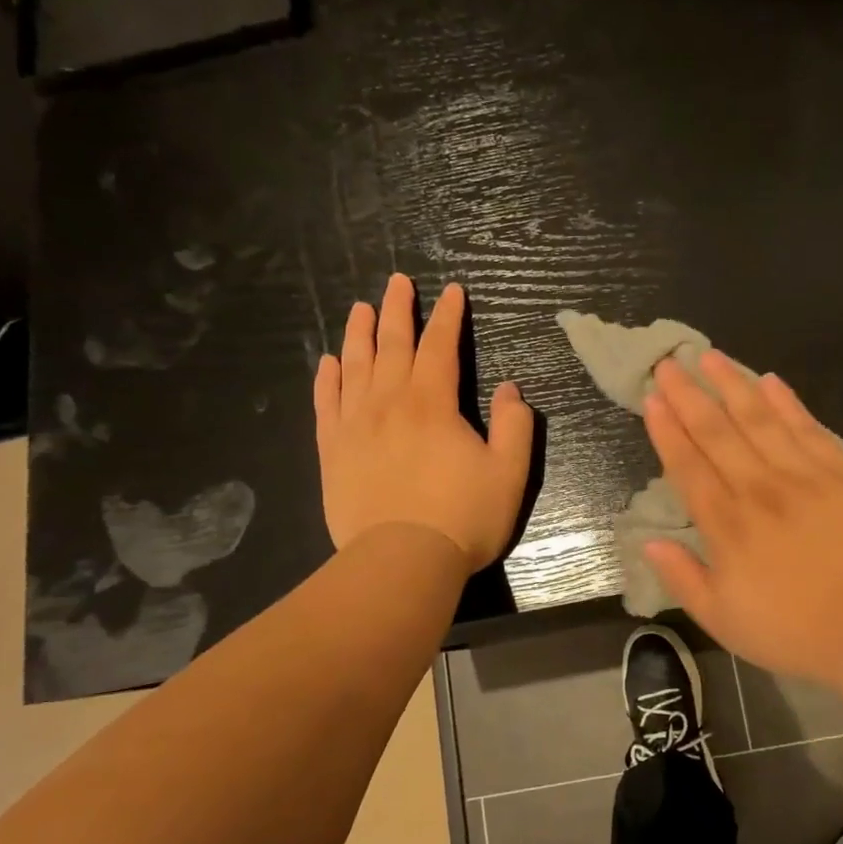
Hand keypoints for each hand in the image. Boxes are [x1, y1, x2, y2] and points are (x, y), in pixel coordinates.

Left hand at [315, 274, 532, 570]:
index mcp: (433, 403)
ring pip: (355, 366)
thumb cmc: (463, 517)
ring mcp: (355, 425)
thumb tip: (510, 388)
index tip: (452, 292)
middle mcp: (389, 403)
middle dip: (398, 310)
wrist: (401, 561)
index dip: (448, 316)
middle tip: (397, 281)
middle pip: (392, 345)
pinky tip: (329, 363)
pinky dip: (328, 379)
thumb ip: (515, 425)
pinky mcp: (333, 451)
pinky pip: (327, 403)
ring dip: (359, 333)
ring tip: (360, 308)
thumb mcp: (509, 472)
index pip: (440, 346)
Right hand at [641, 352, 842, 694]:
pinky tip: (770, 381)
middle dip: (689, 396)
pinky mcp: (841, 473)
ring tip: (710, 357)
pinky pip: (808, 429)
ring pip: (759, 419)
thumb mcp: (722, 619)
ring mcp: (802, 475)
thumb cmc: (792, 629)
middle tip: (669, 364)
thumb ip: (683, 577)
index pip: (688, 466)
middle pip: (717, 432)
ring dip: (732, 385)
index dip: (667, 430)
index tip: (653, 399)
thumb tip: (649, 544)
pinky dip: (787, 403)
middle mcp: (758, 488)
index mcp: (726, 524)